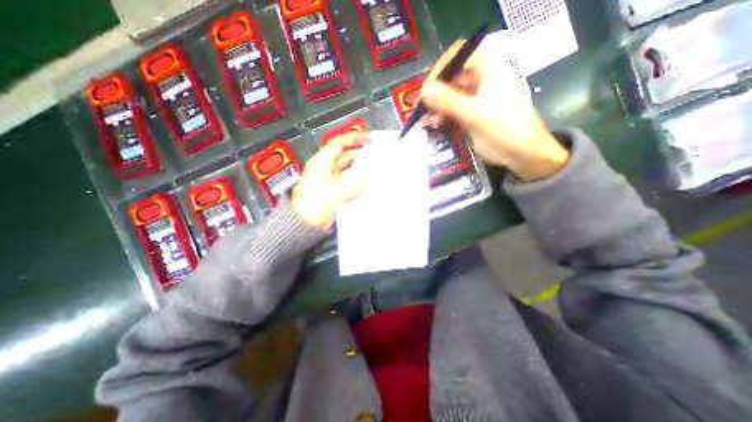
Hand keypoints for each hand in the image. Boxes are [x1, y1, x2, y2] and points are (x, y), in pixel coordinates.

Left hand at [291, 134, 368, 227]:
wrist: (304, 220)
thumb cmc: (317, 200)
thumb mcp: (338, 189)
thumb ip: (356, 182)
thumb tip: (371, 176)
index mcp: (322, 161)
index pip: (340, 143)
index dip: (354, 138)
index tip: (370, 139)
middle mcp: (325, 167)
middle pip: (344, 155)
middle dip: (359, 153)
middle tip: (375, 155)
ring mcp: (329, 179)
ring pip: (346, 169)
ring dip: (359, 168)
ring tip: (375, 169)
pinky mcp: (332, 190)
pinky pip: (347, 181)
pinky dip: (356, 181)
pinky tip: (367, 183)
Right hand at [421, 38, 569, 176]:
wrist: (524, 154)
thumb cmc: (505, 131)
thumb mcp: (476, 115)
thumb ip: (450, 102)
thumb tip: (425, 90)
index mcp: (488, 70)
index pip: (458, 55)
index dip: (439, 69)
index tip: (426, 90)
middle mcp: (481, 80)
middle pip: (452, 76)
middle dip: (435, 92)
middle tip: (422, 110)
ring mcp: (477, 98)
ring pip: (450, 95)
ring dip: (436, 106)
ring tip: (426, 121)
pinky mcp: (473, 113)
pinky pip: (453, 109)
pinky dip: (442, 116)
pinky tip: (435, 125)